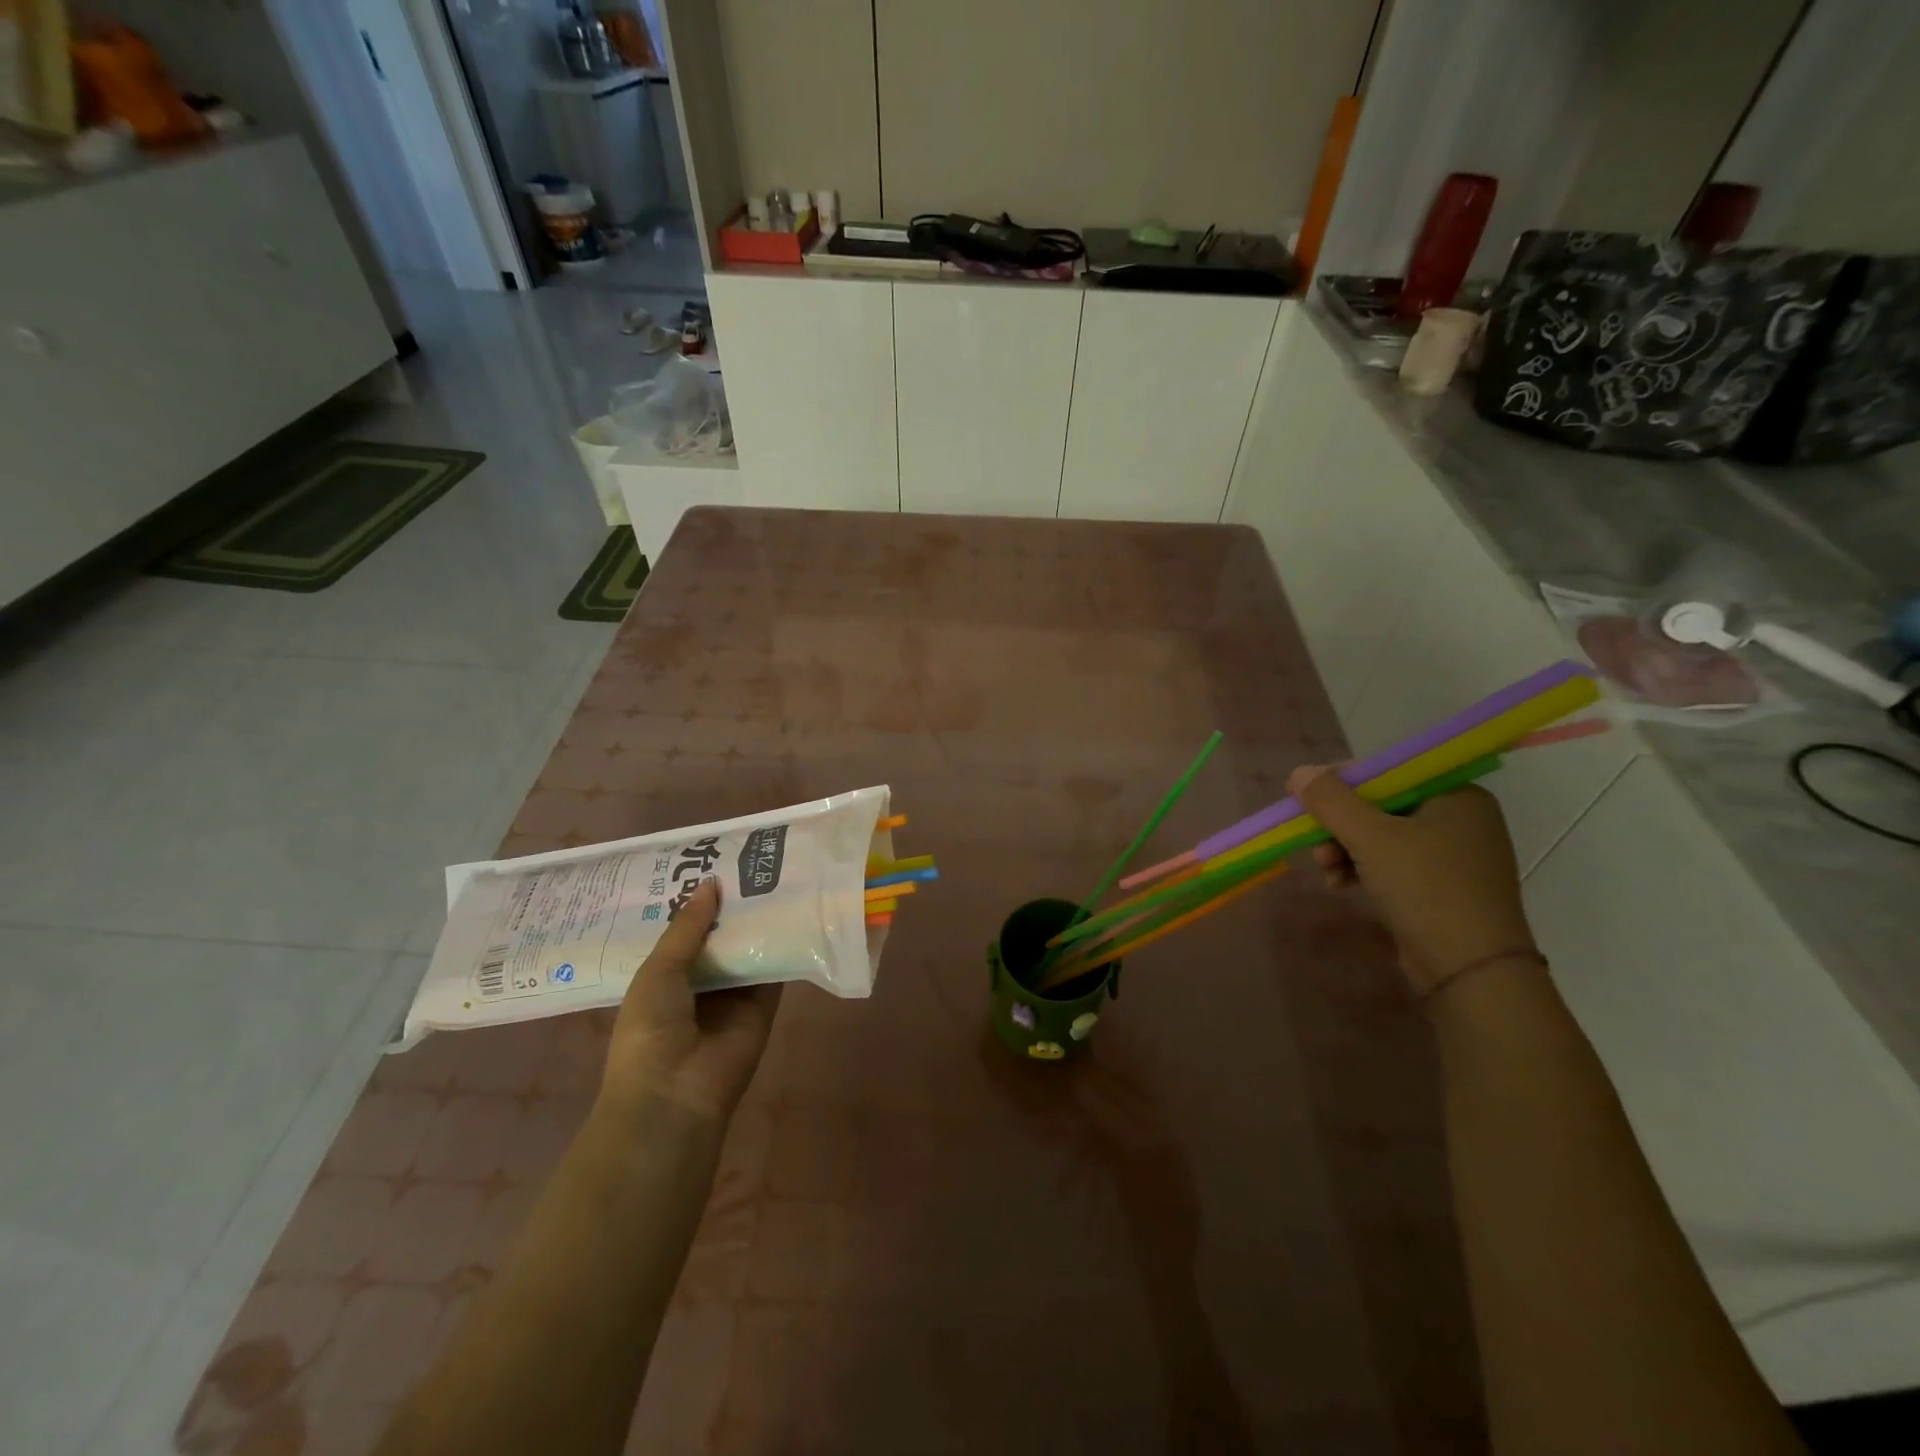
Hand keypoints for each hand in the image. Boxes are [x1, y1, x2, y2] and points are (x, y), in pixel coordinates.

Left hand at [601, 877, 781, 1123]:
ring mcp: (734, 993)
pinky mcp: (765, 1004)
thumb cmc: (650, 1030)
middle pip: (720, 935)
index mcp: (665, 976)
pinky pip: (776, 968)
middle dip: (731, 904)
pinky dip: (784, 943)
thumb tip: (711, 882)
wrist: (677, 1092)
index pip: (684, 931)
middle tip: (748, 858)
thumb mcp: (658, 971)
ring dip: (759, 919)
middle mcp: (700, 981)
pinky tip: (795, 908)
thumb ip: (687, 927)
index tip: (710, 860)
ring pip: (749, 947)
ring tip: (775, 872)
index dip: (696, 900)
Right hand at [1289, 764, 1538, 998]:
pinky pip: (1392, 864)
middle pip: (1381, 805)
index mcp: (1457, 795)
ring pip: (1382, 837)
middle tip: (1314, 842)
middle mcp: (1461, 819)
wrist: (1471, 970)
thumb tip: (1298, 772)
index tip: (1305, 797)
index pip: (1388, 772)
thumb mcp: (1370, 837)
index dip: (1341, 781)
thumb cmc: (1425, 888)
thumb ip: (1331, 800)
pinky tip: (1341, 885)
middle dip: (1340, 825)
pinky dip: (1363, 869)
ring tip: (1327, 871)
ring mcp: (1454, 856)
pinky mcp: (1443, 888)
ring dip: (1345, 849)